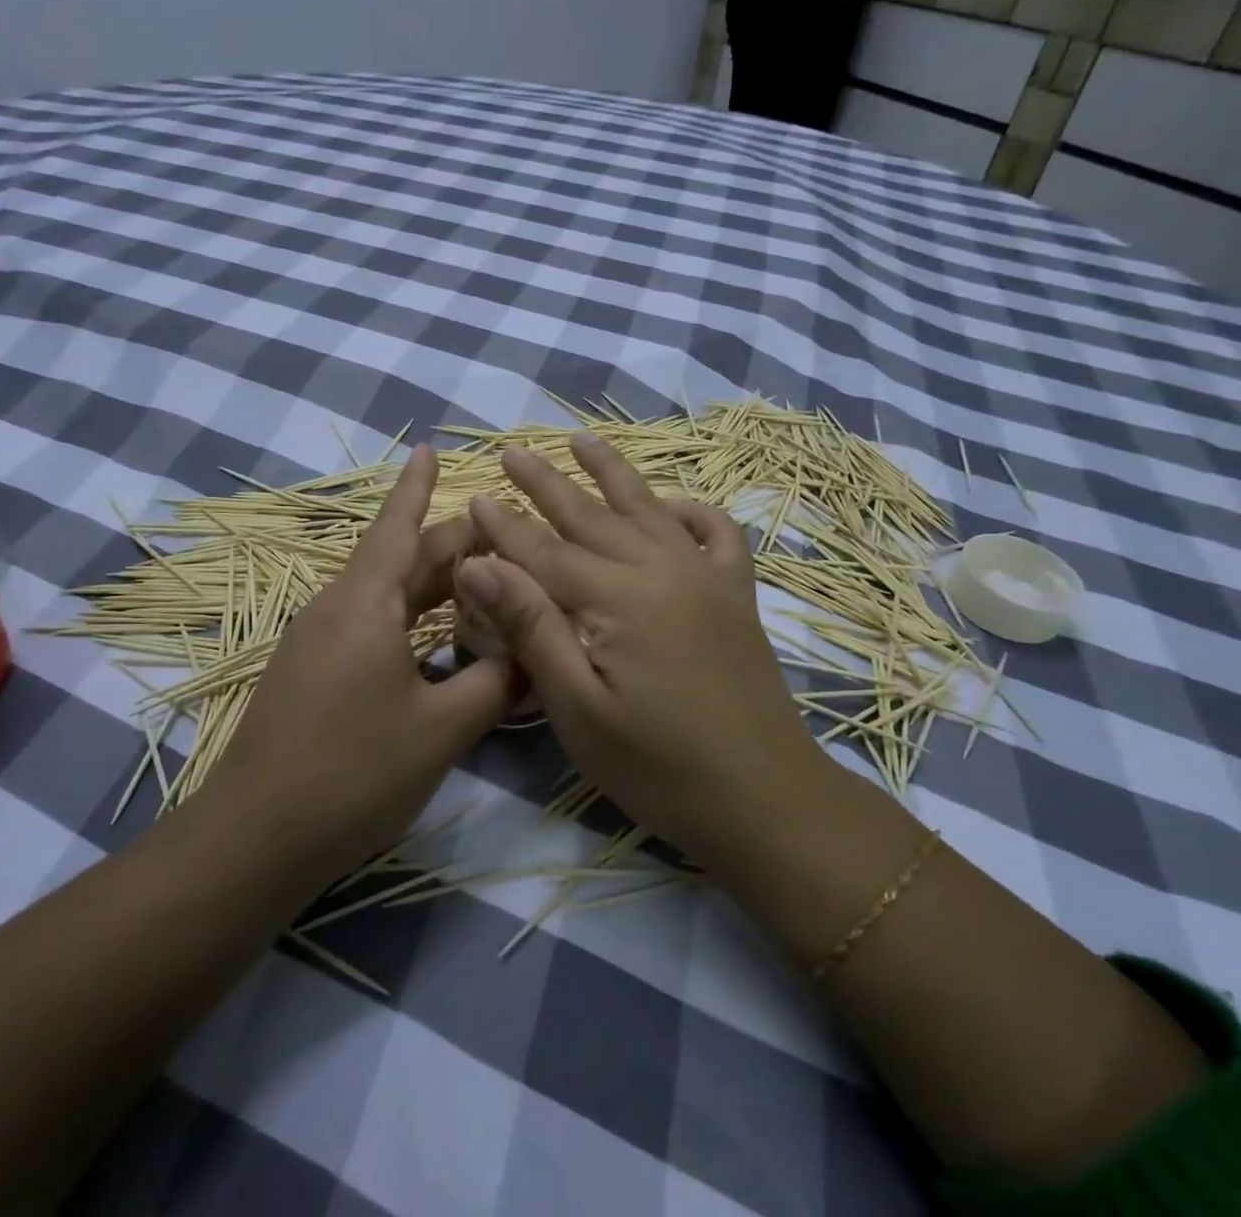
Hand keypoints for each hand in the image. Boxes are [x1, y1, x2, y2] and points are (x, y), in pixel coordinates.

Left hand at [195, 446, 515, 876]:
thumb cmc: (353, 770)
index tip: (429, 447)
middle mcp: (337, 608)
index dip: (417, 487)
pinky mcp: (313, 673)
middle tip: (503, 537)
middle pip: (400, 560)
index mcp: (364, 603)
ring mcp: (319, 641)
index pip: (397, 527)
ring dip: (433, 585)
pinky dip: (411, 618)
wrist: (255, 836)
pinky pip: (371, 625)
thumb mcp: (441, 728)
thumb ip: (495, 682)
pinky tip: (439, 639)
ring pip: (386, 595)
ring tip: (482, 580)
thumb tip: (534, 653)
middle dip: (450, 545)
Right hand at [458, 434, 821, 871]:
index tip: (474, 497)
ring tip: (581, 440)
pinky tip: (672, 505)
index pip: (545, 551)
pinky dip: (692, 510)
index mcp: (618, 599)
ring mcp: (706, 576)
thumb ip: (531, 627)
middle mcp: (661, 569)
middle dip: (547, 483)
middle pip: (591, 515)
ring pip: (648, 508)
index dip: (505, 527)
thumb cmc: (658, 767)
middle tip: (513, 452)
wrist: (766, 799)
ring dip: (611, 472)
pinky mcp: (736, 594)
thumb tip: (479, 564)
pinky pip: (717, 532)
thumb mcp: (578, 709)